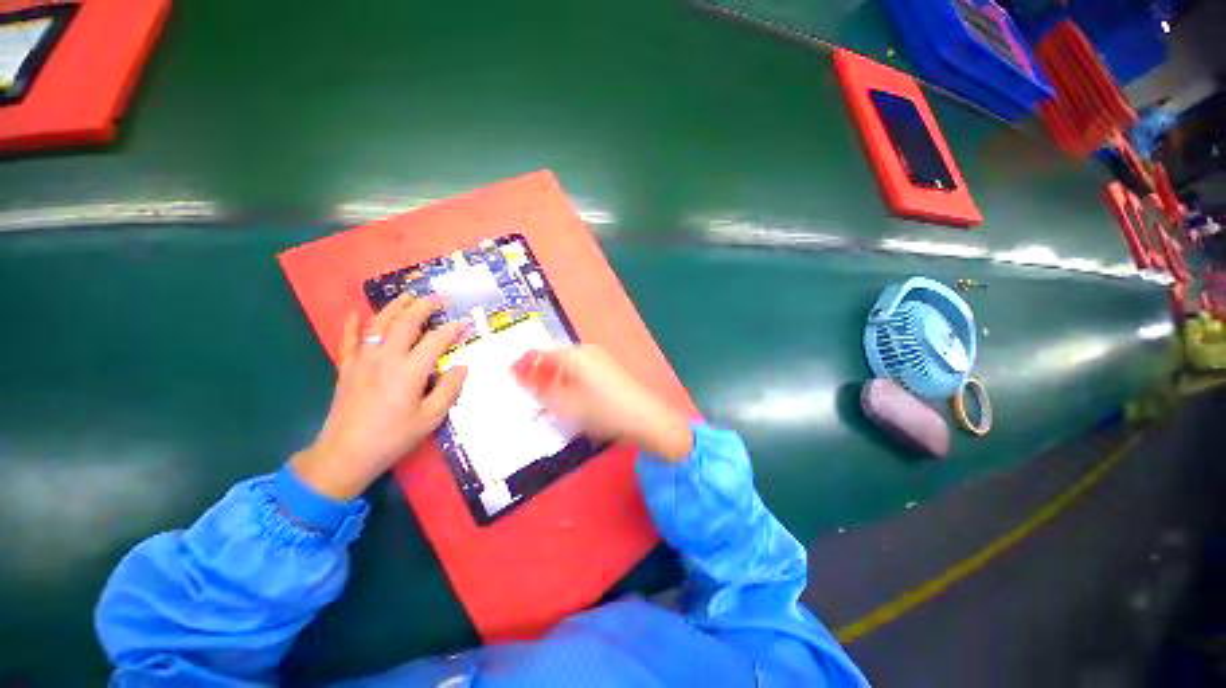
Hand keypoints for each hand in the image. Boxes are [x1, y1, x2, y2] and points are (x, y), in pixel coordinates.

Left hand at [293, 294, 468, 499]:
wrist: (345, 454)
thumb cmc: (393, 437)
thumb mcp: (430, 417)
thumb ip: (449, 389)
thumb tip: (461, 366)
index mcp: (410, 370)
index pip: (436, 339)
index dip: (454, 328)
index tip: (466, 323)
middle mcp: (386, 357)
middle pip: (406, 322)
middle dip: (425, 306)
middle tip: (440, 298)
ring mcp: (363, 360)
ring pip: (379, 323)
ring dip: (395, 306)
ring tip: (409, 296)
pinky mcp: (346, 368)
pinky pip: (348, 340)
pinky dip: (351, 325)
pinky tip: (355, 313)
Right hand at [512, 345, 692, 460]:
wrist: (645, 418)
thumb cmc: (602, 411)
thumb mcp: (565, 404)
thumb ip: (540, 389)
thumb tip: (519, 376)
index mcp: (574, 355)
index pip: (540, 352)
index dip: (523, 364)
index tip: (509, 378)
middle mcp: (586, 351)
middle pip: (555, 358)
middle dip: (539, 374)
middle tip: (528, 394)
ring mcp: (600, 359)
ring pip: (568, 365)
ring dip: (554, 379)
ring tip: (547, 400)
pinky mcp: (608, 369)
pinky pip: (580, 371)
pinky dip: (569, 382)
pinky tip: (569, 398)